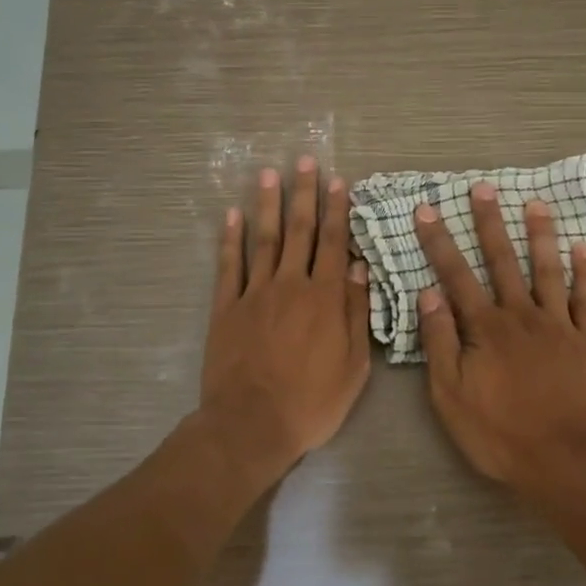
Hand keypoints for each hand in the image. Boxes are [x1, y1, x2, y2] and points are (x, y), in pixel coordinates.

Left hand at [201, 158, 372, 483]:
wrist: (252, 424)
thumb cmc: (312, 401)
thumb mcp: (354, 365)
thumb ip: (356, 313)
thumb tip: (360, 269)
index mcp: (325, 298)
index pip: (334, 244)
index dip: (338, 210)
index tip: (339, 181)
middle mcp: (291, 285)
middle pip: (300, 231)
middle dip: (304, 194)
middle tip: (304, 161)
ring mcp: (254, 294)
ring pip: (264, 240)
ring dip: (268, 205)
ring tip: (269, 174)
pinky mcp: (225, 308)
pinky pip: (228, 266)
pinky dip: (230, 239)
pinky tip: (231, 216)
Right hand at [412, 184, 585, 488]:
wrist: (565, 460)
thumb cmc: (499, 433)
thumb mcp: (451, 394)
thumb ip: (440, 342)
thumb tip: (428, 294)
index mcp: (485, 328)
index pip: (455, 275)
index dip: (438, 242)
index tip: (426, 210)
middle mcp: (521, 315)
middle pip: (502, 261)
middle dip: (490, 222)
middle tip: (483, 188)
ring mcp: (558, 325)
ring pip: (547, 270)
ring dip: (540, 235)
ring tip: (535, 203)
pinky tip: (585, 249)